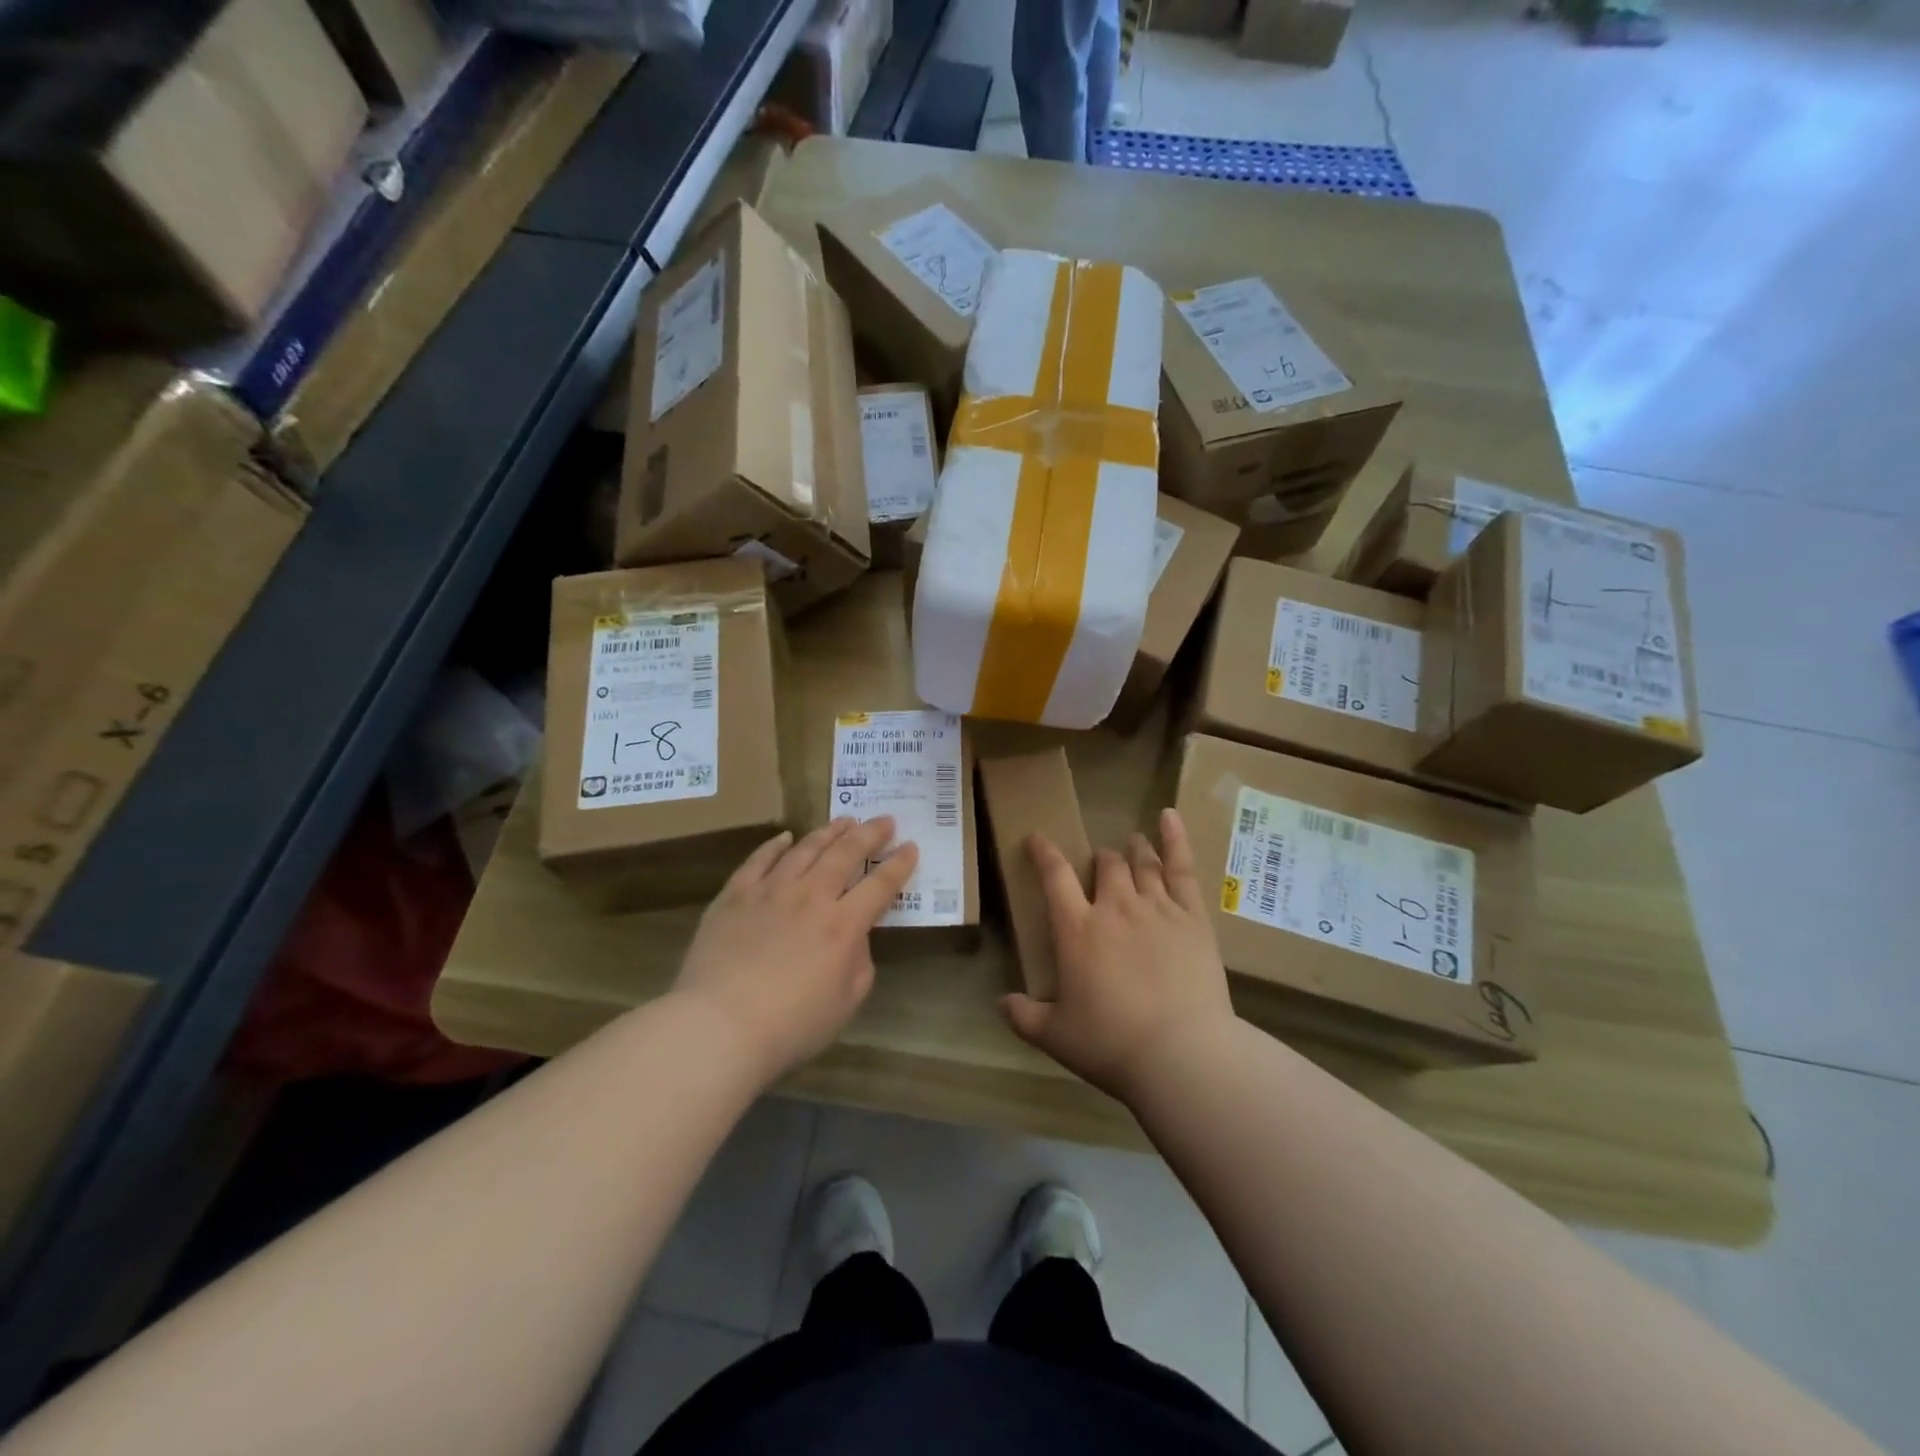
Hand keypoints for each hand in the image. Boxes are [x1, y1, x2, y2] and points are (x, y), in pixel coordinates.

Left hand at [675, 817, 917, 1083]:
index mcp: (843, 925)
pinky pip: (759, 859)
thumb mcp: (846, 1002)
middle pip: (845, 854)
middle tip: (884, 820)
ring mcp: (770, 891)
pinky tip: (785, 837)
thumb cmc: (790, 1026)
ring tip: (844, 821)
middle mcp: (811, 896)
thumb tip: (854, 936)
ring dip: (829, 832)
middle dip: (870, 833)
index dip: (899, 864)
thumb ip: (859, 962)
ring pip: (805, 848)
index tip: (911, 846)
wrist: (718, 1027)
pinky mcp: (735, 895)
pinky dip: (775, 845)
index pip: (880, 885)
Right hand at [1002, 808, 1234, 1103]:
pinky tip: (1170, 816)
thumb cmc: (1112, 1044)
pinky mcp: (1192, 917)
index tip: (1037, 838)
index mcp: (1077, 930)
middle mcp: (1115, 908)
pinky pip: (1182, 868)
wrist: (1182, 1054)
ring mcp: (1157, 908)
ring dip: (1133, 849)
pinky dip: (1175, 839)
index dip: (1044, 853)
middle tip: (1099, 863)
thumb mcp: (1056, 1037)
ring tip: (1132, 841)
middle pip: (1105, 865)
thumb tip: (1000, 1003)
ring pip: (1141, 863)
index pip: (1054, 876)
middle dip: (1099, 859)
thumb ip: (1024, 1017)